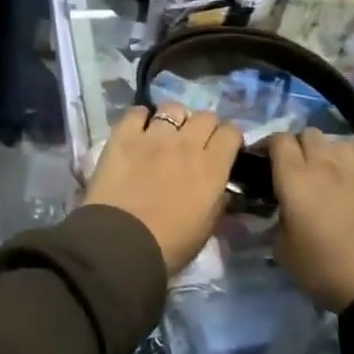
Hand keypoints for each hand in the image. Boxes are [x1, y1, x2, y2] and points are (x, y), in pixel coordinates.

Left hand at [84, 105, 238, 275]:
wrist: (122, 241)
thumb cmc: (169, 245)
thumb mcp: (206, 228)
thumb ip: (217, 201)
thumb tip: (221, 188)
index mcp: (212, 168)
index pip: (231, 133)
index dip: (230, 138)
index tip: (224, 148)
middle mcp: (186, 144)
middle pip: (205, 116)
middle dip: (205, 126)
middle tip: (196, 142)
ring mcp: (153, 136)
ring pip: (172, 108)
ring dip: (174, 119)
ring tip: (166, 133)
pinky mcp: (123, 135)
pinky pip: (136, 112)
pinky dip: (140, 117)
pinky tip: (138, 129)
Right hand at [266, 129, 353, 311]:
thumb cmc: (324, 269)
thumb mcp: (283, 250)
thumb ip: (276, 221)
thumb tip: (280, 212)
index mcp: (294, 178)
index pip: (278, 140)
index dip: (267, 145)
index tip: (262, 161)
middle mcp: (323, 166)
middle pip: (308, 133)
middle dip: (297, 145)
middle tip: (292, 167)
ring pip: (337, 140)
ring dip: (326, 150)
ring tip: (324, 169)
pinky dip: (353, 155)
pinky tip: (350, 168)